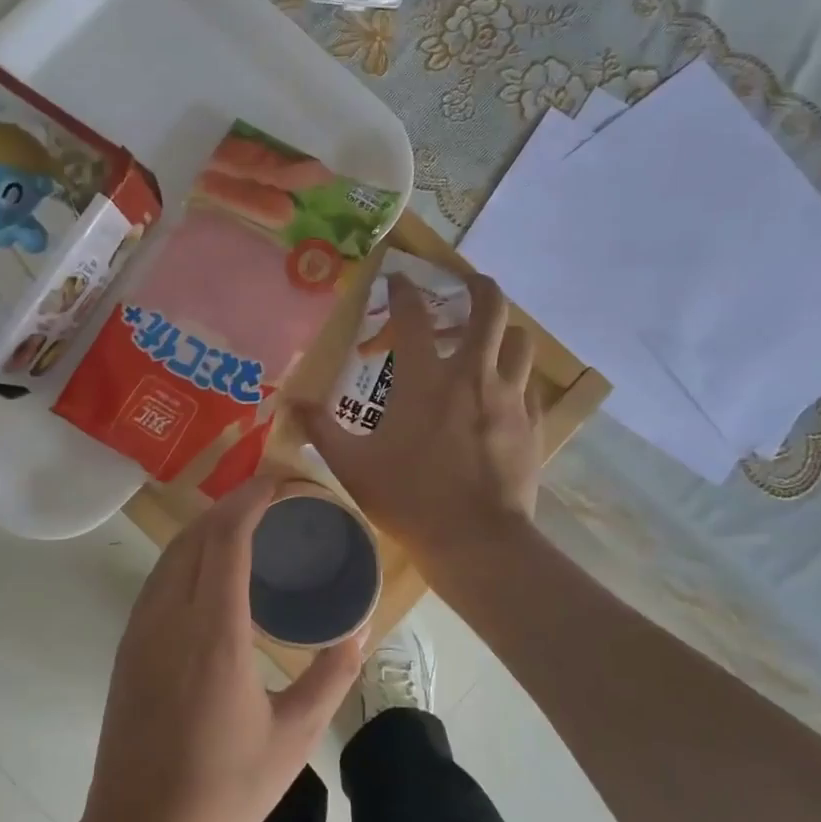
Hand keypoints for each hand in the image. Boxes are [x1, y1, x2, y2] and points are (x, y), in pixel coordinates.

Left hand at [80, 477, 364, 821]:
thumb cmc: (224, 790)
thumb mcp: (294, 738)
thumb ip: (330, 678)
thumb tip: (359, 631)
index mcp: (214, 634)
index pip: (227, 537)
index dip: (253, 499)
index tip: (282, 483)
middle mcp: (170, 617)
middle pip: (197, 532)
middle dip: (235, 503)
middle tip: (275, 500)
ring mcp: (141, 628)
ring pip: (173, 551)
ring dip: (209, 525)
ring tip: (249, 525)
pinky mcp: (128, 644)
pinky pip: (159, 576)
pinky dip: (189, 553)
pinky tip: (213, 570)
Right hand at [294, 271, 540, 573]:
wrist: (476, 541)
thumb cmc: (409, 498)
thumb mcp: (352, 465)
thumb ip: (320, 428)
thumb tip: (289, 405)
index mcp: (425, 379)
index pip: (414, 315)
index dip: (403, 290)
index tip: (397, 280)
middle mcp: (472, 375)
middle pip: (489, 307)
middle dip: (476, 285)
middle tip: (462, 282)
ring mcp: (509, 397)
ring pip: (519, 340)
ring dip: (502, 332)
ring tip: (485, 341)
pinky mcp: (531, 423)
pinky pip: (528, 384)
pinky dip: (514, 376)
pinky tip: (498, 393)